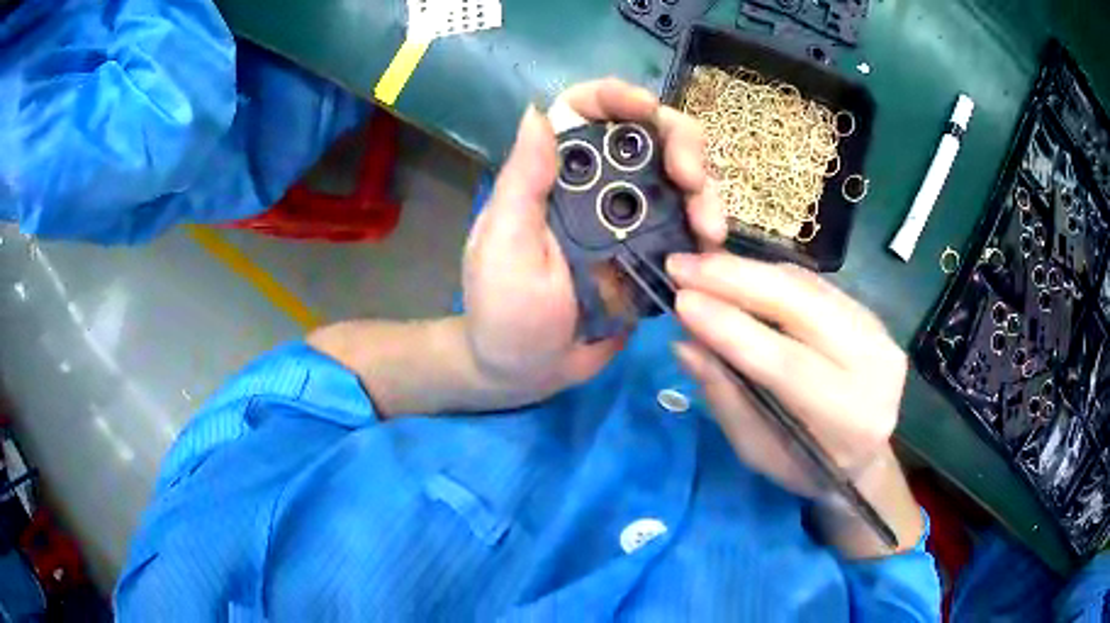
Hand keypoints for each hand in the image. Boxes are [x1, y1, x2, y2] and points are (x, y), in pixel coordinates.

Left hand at [462, 79, 726, 404]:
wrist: (528, 370)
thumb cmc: (504, 310)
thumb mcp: (505, 246)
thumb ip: (522, 182)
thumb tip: (535, 112)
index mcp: (556, 173)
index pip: (585, 112)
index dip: (617, 97)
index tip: (646, 107)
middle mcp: (598, 185)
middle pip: (650, 138)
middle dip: (682, 145)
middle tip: (692, 180)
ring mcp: (632, 220)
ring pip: (680, 183)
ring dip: (705, 194)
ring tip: (710, 229)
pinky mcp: (655, 255)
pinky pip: (690, 231)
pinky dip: (707, 232)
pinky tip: (711, 250)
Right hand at [666, 254, 907, 497]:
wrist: (863, 456)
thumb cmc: (805, 465)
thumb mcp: (757, 449)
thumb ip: (726, 396)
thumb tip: (685, 344)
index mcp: (850, 419)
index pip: (788, 364)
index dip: (733, 329)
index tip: (681, 301)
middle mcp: (875, 366)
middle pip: (804, 308)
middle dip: (737, 280)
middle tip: (682, 265)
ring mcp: (879, 332)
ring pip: (808, 286)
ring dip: (749, 270)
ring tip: (700, 264)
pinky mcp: (871, 312)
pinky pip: (814, 283)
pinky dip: (769, 274)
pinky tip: (735, 271)